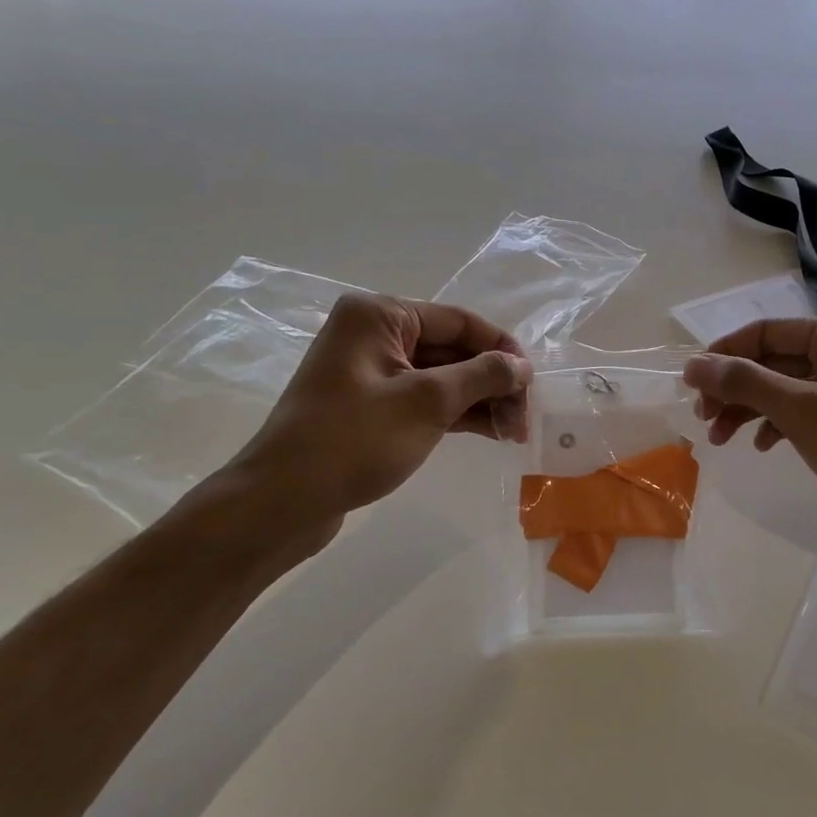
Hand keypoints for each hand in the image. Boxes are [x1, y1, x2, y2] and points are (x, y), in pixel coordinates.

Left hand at [209, 293, 531, 563]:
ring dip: (480, 401)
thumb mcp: (427, 402)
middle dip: (492, 382)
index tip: (534, 382)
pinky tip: (489, 432)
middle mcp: (373, 334)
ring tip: (515, 433)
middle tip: (526, 418)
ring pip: (441, 377)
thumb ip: (481, 376)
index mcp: (380, 315)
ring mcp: (370, 372)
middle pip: (452, 349)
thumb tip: (521, 365)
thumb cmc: (354, 440)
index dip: (501, 349)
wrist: (282, 501)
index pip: (459, 321)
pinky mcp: (370, 406)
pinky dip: (456, 414)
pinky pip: (423, 399)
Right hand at [683, 315, 816, 550]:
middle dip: (735, 389)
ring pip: (784, 387)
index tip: (689, 384)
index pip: (767, 331)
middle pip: (774, 359)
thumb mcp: (800, 411)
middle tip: (702, 419)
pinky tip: (761, 445)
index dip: (724, 355)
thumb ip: (744, 382)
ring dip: (749, 409)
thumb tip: (692, 365)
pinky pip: (803, 409)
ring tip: (719, 438)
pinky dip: (777, 423)